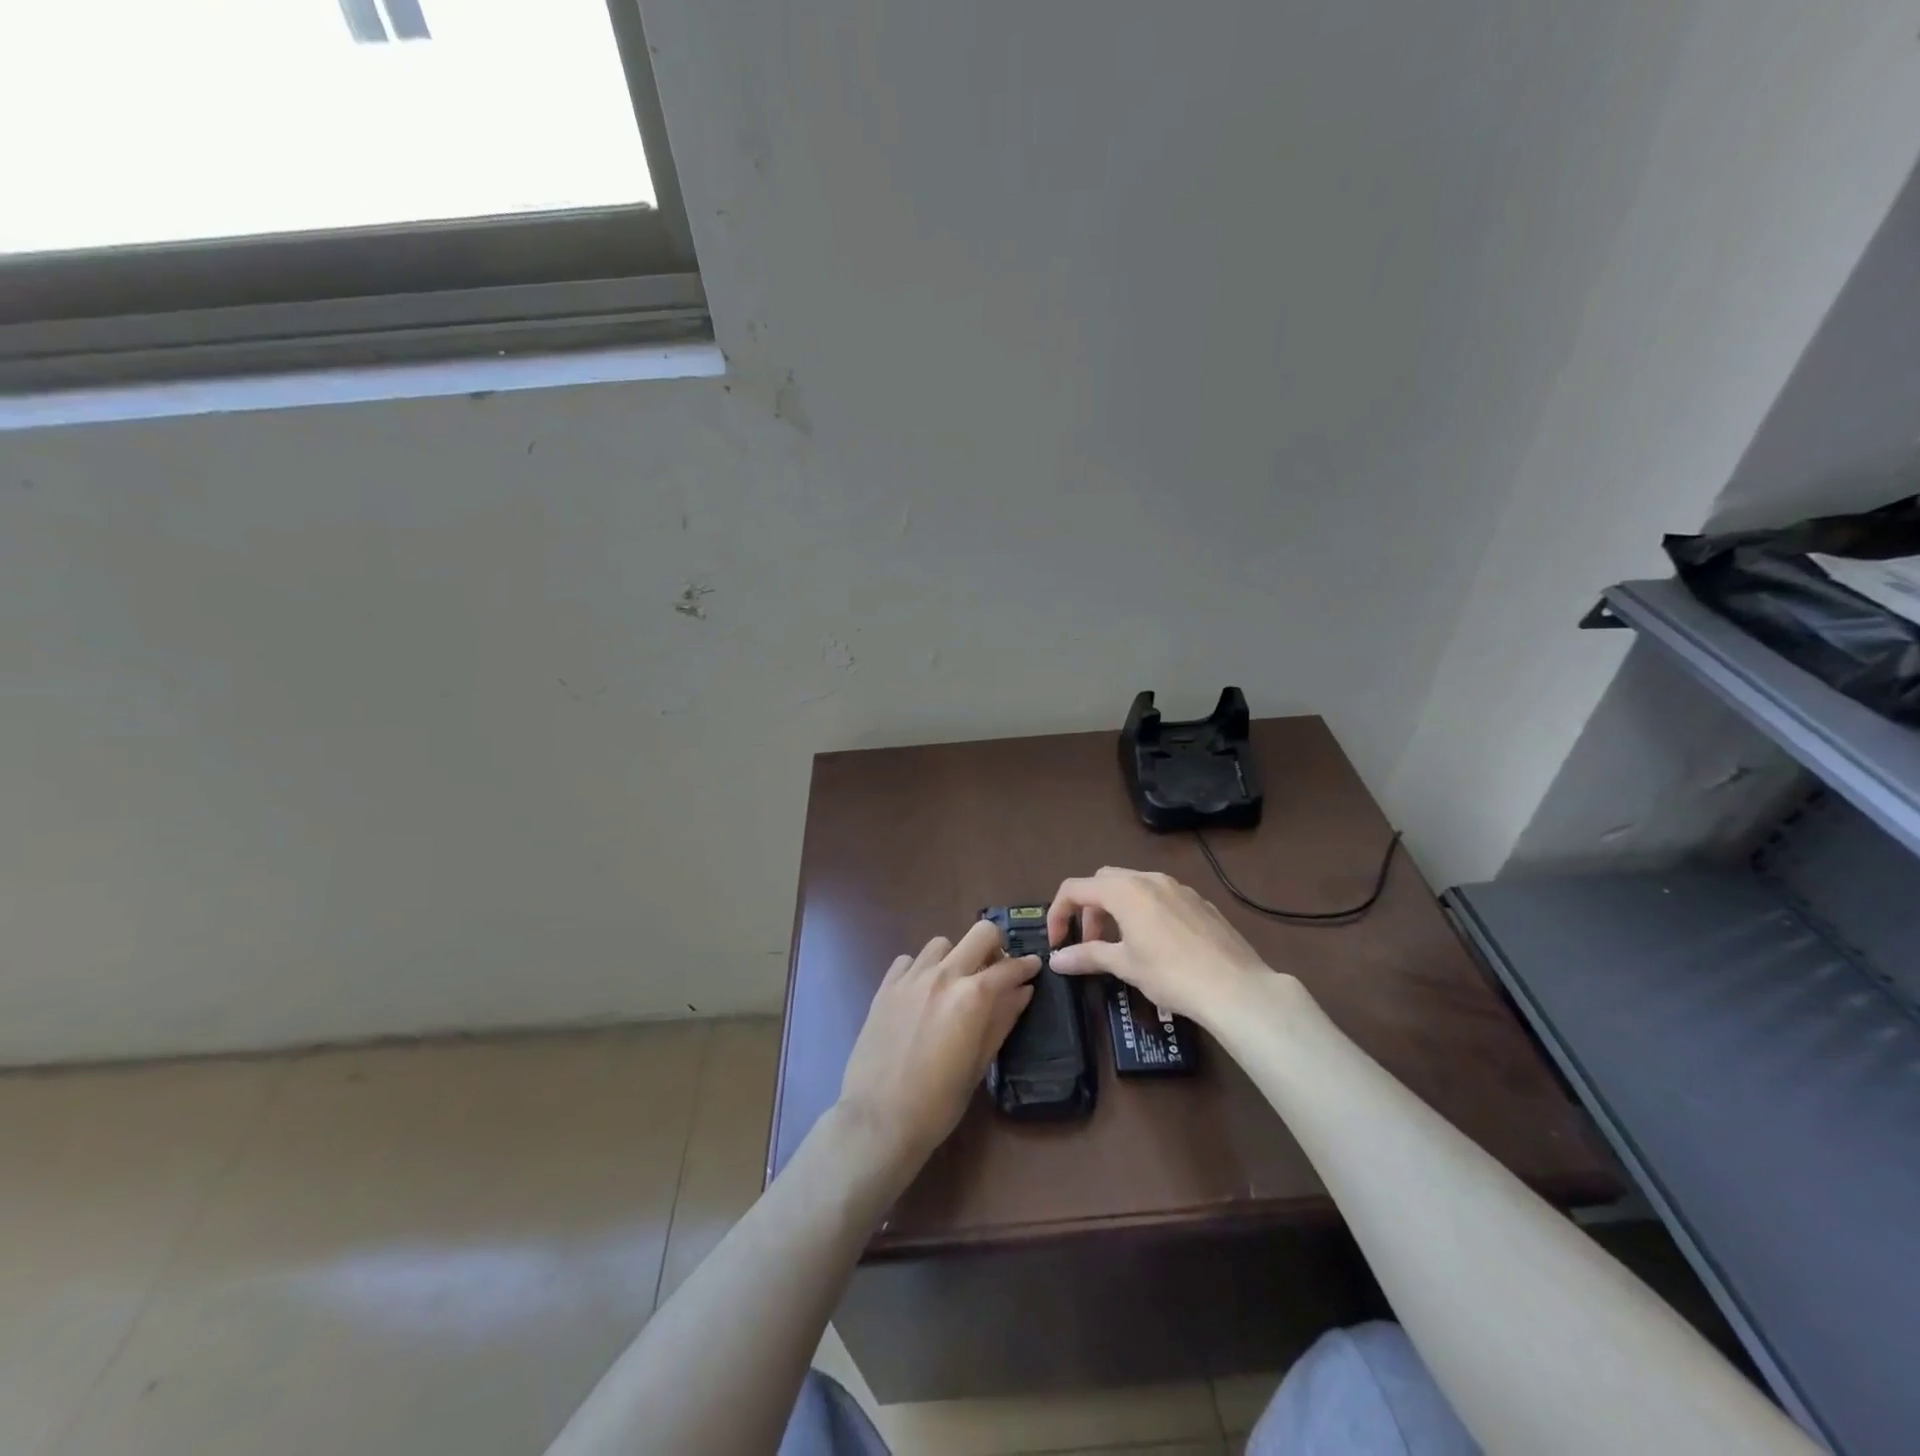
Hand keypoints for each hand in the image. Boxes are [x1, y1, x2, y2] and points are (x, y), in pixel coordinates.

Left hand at [837, 919, 1039, 1173]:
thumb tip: (1023, 990)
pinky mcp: (886, 986)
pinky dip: (921, 968)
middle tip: (996, 970)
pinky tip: (921, 992)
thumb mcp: (980, 1063)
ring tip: (954, 984)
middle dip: (996, 946)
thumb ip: (1002, 1019)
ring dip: (955, 957)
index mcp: (972, 996)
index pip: (1009, 968)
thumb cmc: (939, 1102)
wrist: (878, 1118)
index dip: (1026, 966)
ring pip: (942, 943)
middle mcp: (944, 975)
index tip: (1033, 968)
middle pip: (980, 934)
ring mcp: (911, 977)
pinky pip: (909, 960)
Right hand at [1046, 868, 1272, 1024]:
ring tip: (1121, 945)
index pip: (1075, 888)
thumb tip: (1056, 959)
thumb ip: (1087, 956)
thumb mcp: (1125, 965)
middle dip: (1089, 909)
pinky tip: (1157, 945)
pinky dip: (1144, 911)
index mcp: (1124, 890)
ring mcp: (1178, 887)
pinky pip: (1160, 896)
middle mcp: (1149, 878)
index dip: (1058, 913)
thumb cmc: (1171, 974)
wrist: (1236, 987)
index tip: (1057, 942)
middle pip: (1103, 881)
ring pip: (1134, 886)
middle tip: (1091, 943)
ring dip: (1116, 909)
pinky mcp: (1199, 901)